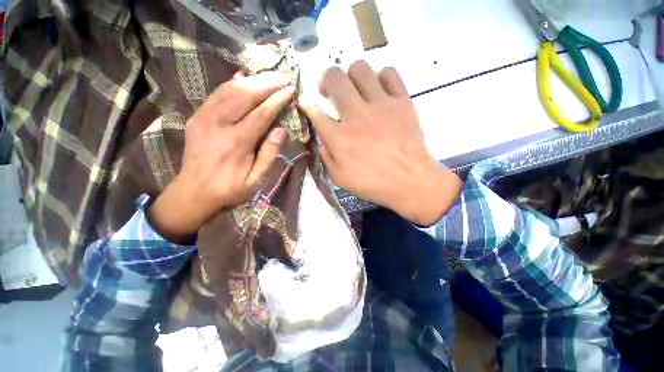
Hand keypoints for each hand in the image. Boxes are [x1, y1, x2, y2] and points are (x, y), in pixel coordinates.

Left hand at [149, 72, 293, 242]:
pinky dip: (231, 83)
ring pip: (229, 90)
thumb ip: (269, 154)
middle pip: (244, 95)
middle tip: (283, 76)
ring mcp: (204, 118)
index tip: (290, 90)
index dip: (277, 100)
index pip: (261, 114)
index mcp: (237, 143)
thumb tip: (281, 130)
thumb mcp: (256, 180)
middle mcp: (219, 125)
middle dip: (266, 83)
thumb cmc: (230, 188)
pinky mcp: (197, 117)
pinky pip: (215, 94)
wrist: (193, 191)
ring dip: (251, 80)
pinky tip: (243, 77)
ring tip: (268, 75)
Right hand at [299, 61, 461, 225]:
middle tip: (330, 92)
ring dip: (352, 77)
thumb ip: (326, 157)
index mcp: (339, 137)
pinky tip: (379, 92)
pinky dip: (380, 78)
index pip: (315, 111)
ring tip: (355, 90)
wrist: (409, 181)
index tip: (305, 101)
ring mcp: (380, 105)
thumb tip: (322, 140)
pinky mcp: (401, 101)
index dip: (307, 103)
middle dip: (327, 80)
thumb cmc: (373, 183)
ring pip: (360, 68)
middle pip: (335, 78)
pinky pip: (389, 73)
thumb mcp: (340, 178)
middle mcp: (356, 115)